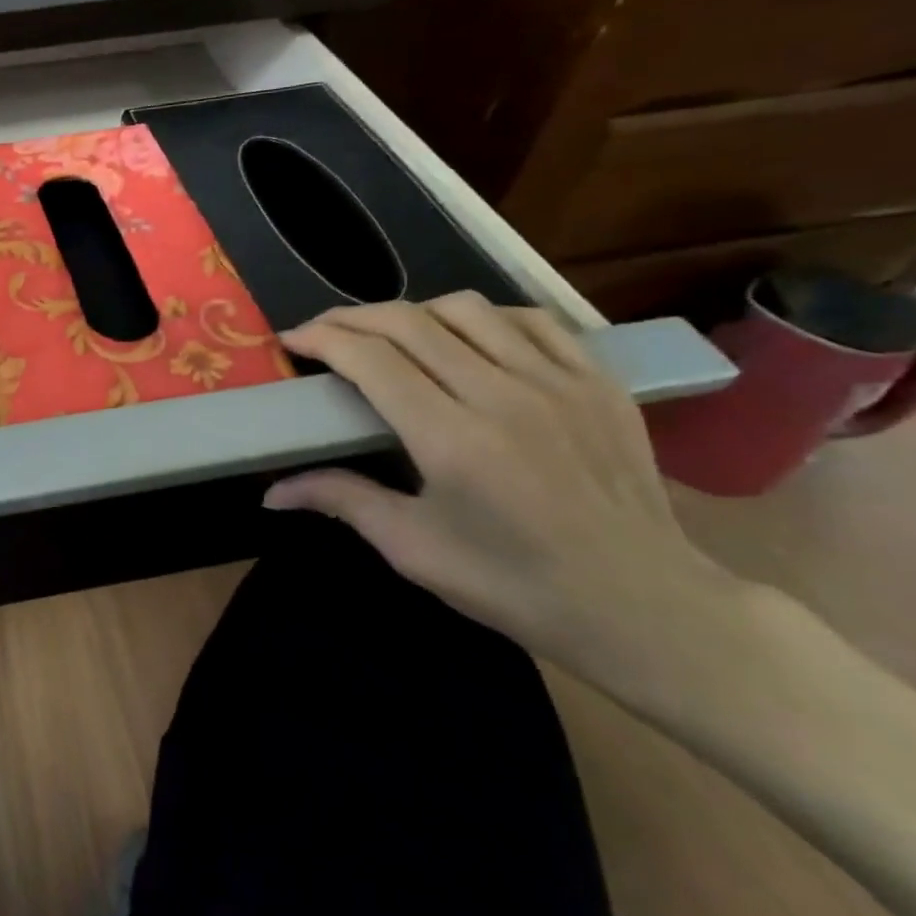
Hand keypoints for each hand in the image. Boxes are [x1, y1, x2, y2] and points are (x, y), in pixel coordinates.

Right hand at [264, 295, 741, 684]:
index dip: (323, 339)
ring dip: (413, 312)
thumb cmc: (514, 584)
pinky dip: (484, 317)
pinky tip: (466, 336)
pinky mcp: (598, 382)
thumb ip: (341, 500)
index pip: (371, 360)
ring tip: (389, 335)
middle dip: (352, 318)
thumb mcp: (413, 548)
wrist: (644, 606)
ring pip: (467, 309)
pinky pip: (531, 320)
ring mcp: (558, 382)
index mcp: (452, 440)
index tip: (291, 340)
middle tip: (322, 332)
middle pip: (410, 323)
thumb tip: (271, 492)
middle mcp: (503, 396)